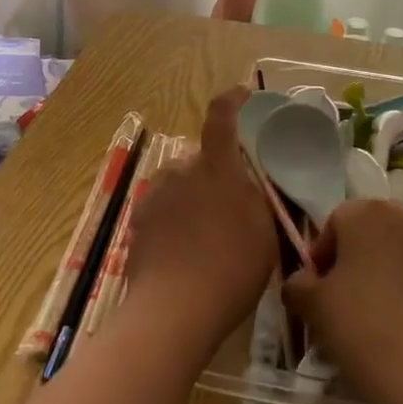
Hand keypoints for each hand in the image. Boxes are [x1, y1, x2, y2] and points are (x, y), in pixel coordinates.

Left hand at [124, 86, 278, 356]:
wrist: (173, 310)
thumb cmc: (231, 269)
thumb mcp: (264, 232)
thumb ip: (255, 198)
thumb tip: (245, 184)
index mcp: (216, 167)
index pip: (221, 118)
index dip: (231, 100)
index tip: (242, 94)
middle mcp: (181, 170)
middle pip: (201, 160)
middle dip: (217, 174)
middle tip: (232, 209)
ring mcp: (155, 194)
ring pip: (180, 184)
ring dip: (193, 197)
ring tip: (206, 236)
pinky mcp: (137, 219)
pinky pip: (163, 206)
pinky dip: (175, 218)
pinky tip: (183, 249)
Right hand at [282, 199, 402, 403]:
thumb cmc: (362, 327)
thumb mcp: (312, 305)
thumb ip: (297, 283)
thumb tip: (302, 281)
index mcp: (365, 211)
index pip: (334, 224)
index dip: (322, 257)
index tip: (318, 292)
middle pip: (370, 232)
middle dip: (355, 259)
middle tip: (344, 300)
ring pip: (400, 250)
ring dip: (385, 271)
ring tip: (376, 314)